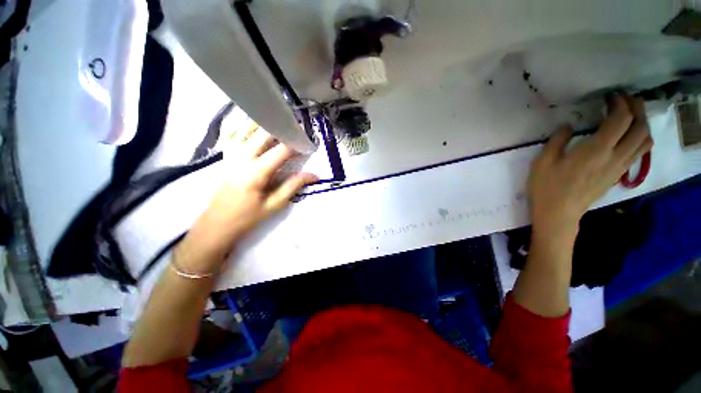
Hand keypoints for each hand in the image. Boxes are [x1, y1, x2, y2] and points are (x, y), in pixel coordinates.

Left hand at [178, 124, 317, 272]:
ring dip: (266, 124)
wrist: (217, 223)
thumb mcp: (275, 204)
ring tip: (281, 124)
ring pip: (248, 127)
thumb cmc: (248, 216)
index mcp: (256, 171)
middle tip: (297, 131)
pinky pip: (235, 132)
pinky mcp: (226, 155)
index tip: (309, 144)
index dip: (297, 144)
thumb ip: (294, 185)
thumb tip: (314, 175)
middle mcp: (242, 157)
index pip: (281, 150)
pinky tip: (257, 126)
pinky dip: (247, 126)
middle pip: (264, 132)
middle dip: (283, 128)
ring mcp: (231, 154)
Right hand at [528, 95, 652, 242]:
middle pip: (640, 127)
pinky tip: (628, 135)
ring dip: (642, 123)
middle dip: (636, 108)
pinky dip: (639, 138)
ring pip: (645, 140)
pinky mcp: (618, 174)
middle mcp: (615, 156)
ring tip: (630, 115)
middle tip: (624, 99)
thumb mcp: (543, 161)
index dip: (619, 103)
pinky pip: (639, 152)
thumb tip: (568, 126)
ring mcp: (619, 166)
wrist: (558, 213)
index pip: (621, 119)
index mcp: (597, 150)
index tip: (610, 96)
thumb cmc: (547, 187)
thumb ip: (557, 140)